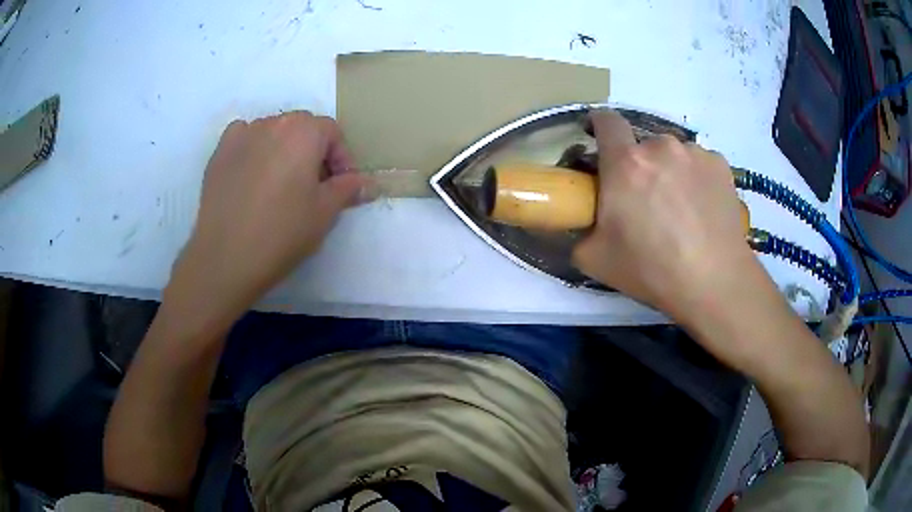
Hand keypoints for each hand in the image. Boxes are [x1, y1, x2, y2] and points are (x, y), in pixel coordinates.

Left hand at [167, 112, 365, 331]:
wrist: (226, 257)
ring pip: (273, 132)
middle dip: (314, 151)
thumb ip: (348, 189)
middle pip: (302, 128)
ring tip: (281, 184)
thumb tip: (367, 183)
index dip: (341, 159)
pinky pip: (244, 137)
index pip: (333, 132)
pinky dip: (254, 148)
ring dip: (284, 150)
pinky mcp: (220, 152)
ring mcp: (242, 135)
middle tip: (313, 186)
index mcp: (304, 132)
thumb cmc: (282, 233)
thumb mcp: (325, 213)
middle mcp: (273, 123)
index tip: (341, 187)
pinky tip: (253, 174)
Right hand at [573, 109, 759, 326]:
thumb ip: (579, 231)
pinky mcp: (720, 164)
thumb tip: (581, 221)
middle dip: (639, 165)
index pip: (606, 121)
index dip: (599, 125)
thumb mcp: (595, 259)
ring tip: (681, 209)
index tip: (600, 141)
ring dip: (670, 171)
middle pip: (642, 145)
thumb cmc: (652, 270)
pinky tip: (703, 209)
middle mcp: (660, 147)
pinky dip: (696, 178)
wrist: (714, 282)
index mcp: (625, 163)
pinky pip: (699, 163)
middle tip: (646, 200)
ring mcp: (694, 153)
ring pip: (673, 154)